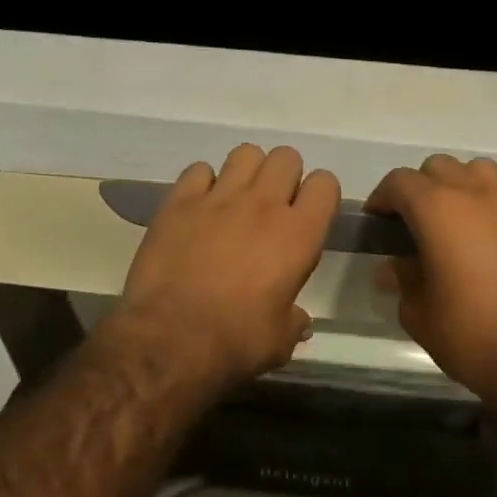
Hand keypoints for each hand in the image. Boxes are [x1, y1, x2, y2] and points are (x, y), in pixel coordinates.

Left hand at [105, 145, 339, 389]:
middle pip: (287, 157)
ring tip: (236, 199)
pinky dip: (202, 183)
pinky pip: (199, 169)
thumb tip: (299, 320)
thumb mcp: (280, 341)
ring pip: (245, 153)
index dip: (319, 195)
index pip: (325, 183)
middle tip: (272, 206)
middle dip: (284, 176)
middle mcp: (264, 204)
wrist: (170, 339)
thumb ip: (294, 321)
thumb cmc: (236, 342)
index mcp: (298, 234)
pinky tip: (198, 208)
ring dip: (247, 172)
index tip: (308, 214)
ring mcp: (219, 197)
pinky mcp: (180, 201)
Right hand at [365, 155, 496, 395]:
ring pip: (486, 170)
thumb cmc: (473, 339)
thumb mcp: (419, 315)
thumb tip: (394, 266)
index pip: (399, 181)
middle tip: (421, 224)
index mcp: (438, 210)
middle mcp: (479, 194)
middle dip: (424, 188)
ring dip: (469, 186)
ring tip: (468, 218)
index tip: (380, 222)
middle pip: (441, 167)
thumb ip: (403, 280)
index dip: (384, 198)